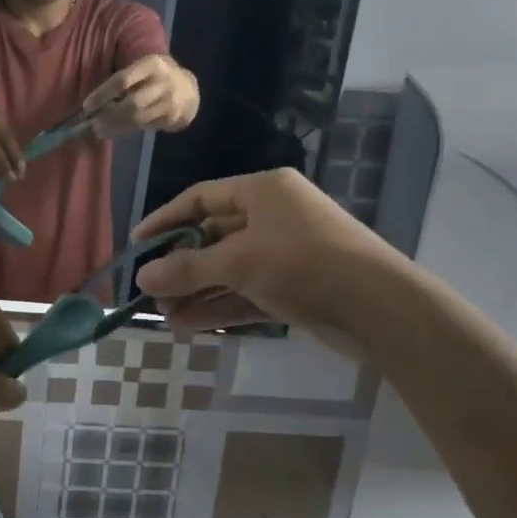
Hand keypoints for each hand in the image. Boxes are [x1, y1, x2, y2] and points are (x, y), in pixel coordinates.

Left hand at [84, 55, 197, 136]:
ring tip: (101, 130)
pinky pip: (146, 126)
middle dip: (109, 116)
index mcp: (151, 64)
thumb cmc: (155, 78)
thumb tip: (94, 104)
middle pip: (132, 104)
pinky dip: (129, 130)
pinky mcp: (173, 117)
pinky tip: (118, 130)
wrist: (188, 90)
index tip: (87, 106)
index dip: (102, 94)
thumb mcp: (142, 71)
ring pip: (138, 119)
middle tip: (93, 125)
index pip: (122, 80)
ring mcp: (171, 101)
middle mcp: (163, 81)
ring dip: (116, 127)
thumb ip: (123, 83)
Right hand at [131, 168, 402, 340]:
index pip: (201, 198)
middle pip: (213, 237)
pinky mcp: (294, 287)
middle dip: (181, 266)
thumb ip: (187, 269)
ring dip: (197, 292)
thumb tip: (142, 278)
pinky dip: (220, 306)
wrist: (378, 307)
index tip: (138, 245)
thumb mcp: (238, 262)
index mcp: (263, 191)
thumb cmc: (303, 263)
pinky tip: (189, 325)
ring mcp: (285, 253)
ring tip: (164, 316)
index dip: (166, 220)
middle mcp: (273, 216)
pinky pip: (246, 292)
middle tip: (149, 291)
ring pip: (228, 270)